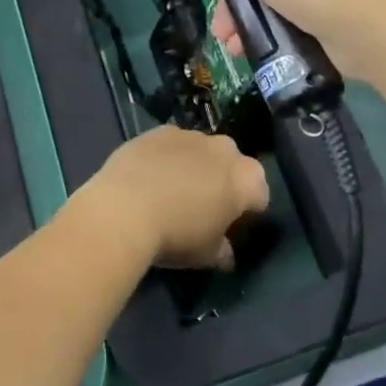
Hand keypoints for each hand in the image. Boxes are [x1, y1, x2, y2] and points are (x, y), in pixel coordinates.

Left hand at [71, 126, 268, 270]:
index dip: (248, 209)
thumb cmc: (176, 236)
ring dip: (195, 165)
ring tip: (172, 190)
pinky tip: (150, 176)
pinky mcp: (159, 130)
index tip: (232, 224)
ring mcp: (190, 135)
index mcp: (245, 178)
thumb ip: (223, 251)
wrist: (125, 208)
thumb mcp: (206, 255)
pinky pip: (172, 144)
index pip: (260, 192)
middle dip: (223, 180)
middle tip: (204, 205)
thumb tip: (226, 254)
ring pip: (201, 150)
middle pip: (232, 163)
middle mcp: (223, 149)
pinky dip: (167, 157)